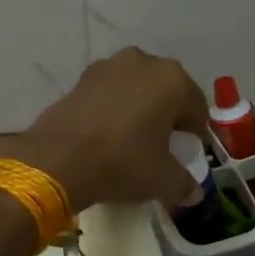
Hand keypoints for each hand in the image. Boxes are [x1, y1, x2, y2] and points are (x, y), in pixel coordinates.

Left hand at [0, 47, 208, 213]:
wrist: (57, 159)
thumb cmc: (122, 163)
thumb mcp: (162, 180)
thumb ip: (184, 184)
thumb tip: (195, 193)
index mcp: (173, 80)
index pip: (197, 109)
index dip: (196, 134)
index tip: (189, 154)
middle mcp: (144, 62)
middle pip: (167, 92)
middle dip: (168, 116)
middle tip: (163, 145)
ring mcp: (109, 65)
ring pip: (137, 88)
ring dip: (140, 108)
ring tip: (133, 138)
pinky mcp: (82, 77)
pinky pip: (110, 92)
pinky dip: (114, 108)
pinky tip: (108, 133)